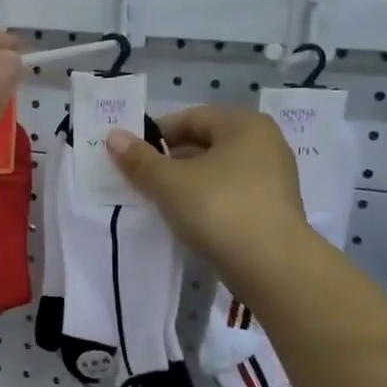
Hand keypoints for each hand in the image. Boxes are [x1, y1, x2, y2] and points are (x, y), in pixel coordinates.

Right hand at [105, 106, 312, 288]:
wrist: (273, 267)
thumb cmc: (219, 210)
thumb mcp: (170, 183)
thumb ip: (139, 159)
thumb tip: (113, 136)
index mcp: (244, 125)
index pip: (190, 118)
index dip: (155, 134)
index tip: (128, 156)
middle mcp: (264, 144)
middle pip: (205, 144)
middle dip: (169, 160)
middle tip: (138, 180)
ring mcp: (273, 178)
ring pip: (216, 172)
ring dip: (186, 183)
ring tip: (157, 202)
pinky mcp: (273, 210)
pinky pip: (230, 195)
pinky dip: (206, 201)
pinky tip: (186, 220)